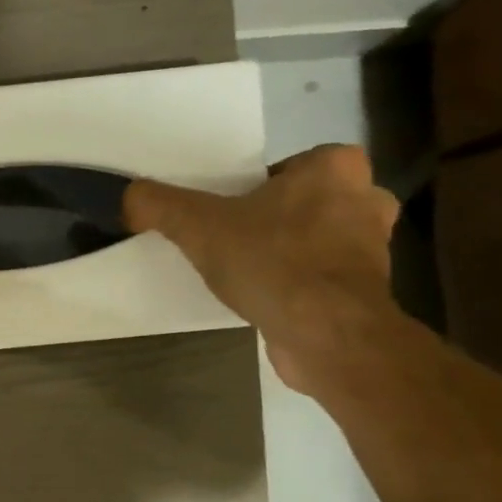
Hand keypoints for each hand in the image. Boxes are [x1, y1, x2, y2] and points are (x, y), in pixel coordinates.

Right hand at [125, 145, 399, 391]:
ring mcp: (373, 248)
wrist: (326, 334)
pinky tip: (267, 298)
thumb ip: (160, 204)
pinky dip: (297, 285)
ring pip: (315, 239)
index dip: (249, 190)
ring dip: (285, 253)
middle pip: (300, 203)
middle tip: (230, 240)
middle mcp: (365, 198)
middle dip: (270, 220)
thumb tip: (128, 196)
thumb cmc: (272, 262)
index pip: (283, 168)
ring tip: (245, 272)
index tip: (223, 214)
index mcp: (334, 166)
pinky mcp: (367, 290)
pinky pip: (322, 277)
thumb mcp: (199, 226)